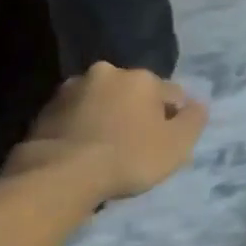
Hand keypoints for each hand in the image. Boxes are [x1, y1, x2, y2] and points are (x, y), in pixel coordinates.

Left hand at [7, 62, 207, 201]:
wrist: (61, 173)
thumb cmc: (129, 157)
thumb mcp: (177, 144)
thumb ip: (194, 120)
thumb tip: (198, 104)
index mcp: (141, 78)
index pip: (172, 94)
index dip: (173, 120)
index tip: (167, 144)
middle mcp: (107, 72)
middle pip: (135, 94)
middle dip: (139, 114)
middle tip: (139, 147)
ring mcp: (72, 88)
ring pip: (104, 102)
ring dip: (110, 118)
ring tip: (109, 151)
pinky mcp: (47, 108)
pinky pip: (78, 115)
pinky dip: (85, 127)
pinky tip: (86, 152)